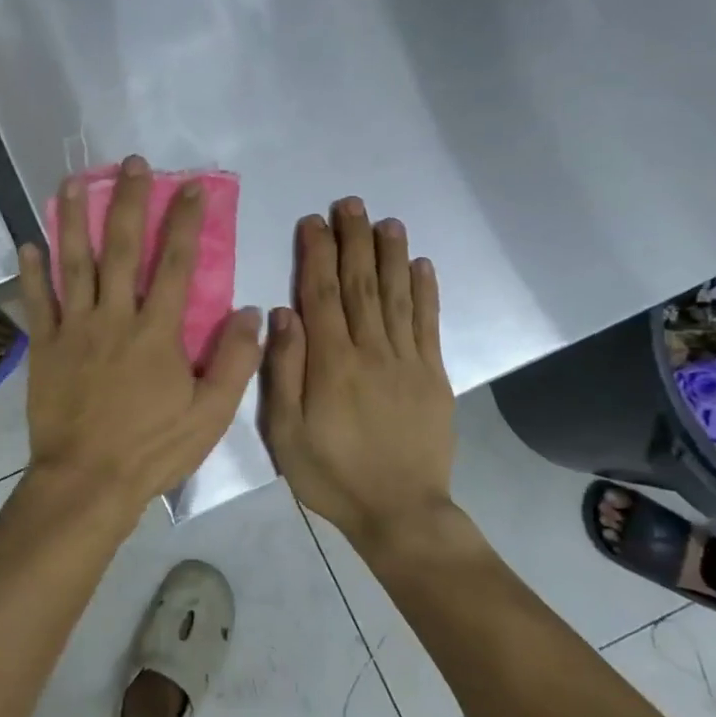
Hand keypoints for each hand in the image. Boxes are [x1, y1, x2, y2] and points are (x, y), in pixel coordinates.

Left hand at [18, 155, 263, 522]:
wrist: (87, 481)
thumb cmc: (152, 449)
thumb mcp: (211, 415)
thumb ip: (235, 361)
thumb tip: (250, 311)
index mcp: (158, 332)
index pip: (178, 264)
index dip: (185, 222)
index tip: (190, 187)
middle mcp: (115, 317)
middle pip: (123, 248)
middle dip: (129, 202)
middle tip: (132, 164)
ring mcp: (75, 328)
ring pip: (74, 263)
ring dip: (73, 219)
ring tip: (72, 182)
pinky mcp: (46, 346)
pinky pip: (37, 301)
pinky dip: (31, 272)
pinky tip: (27, 243)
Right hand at [260, 198, 458, 554]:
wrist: (400, 513)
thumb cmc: (331, 474)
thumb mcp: (287, 432)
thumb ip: (284, 370)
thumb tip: (282, 312)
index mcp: (331, 363)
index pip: (322, 295)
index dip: (317, 254)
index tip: (313, 221)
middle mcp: (371, 351)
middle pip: (361, 285)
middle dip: (354, 241)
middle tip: (350, 203)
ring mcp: (407, 361)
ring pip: (397, 296)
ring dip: (391, 255)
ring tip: (385, 221)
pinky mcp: (433, 376)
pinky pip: (428, 325)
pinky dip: (425, 292)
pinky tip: (421, 265)